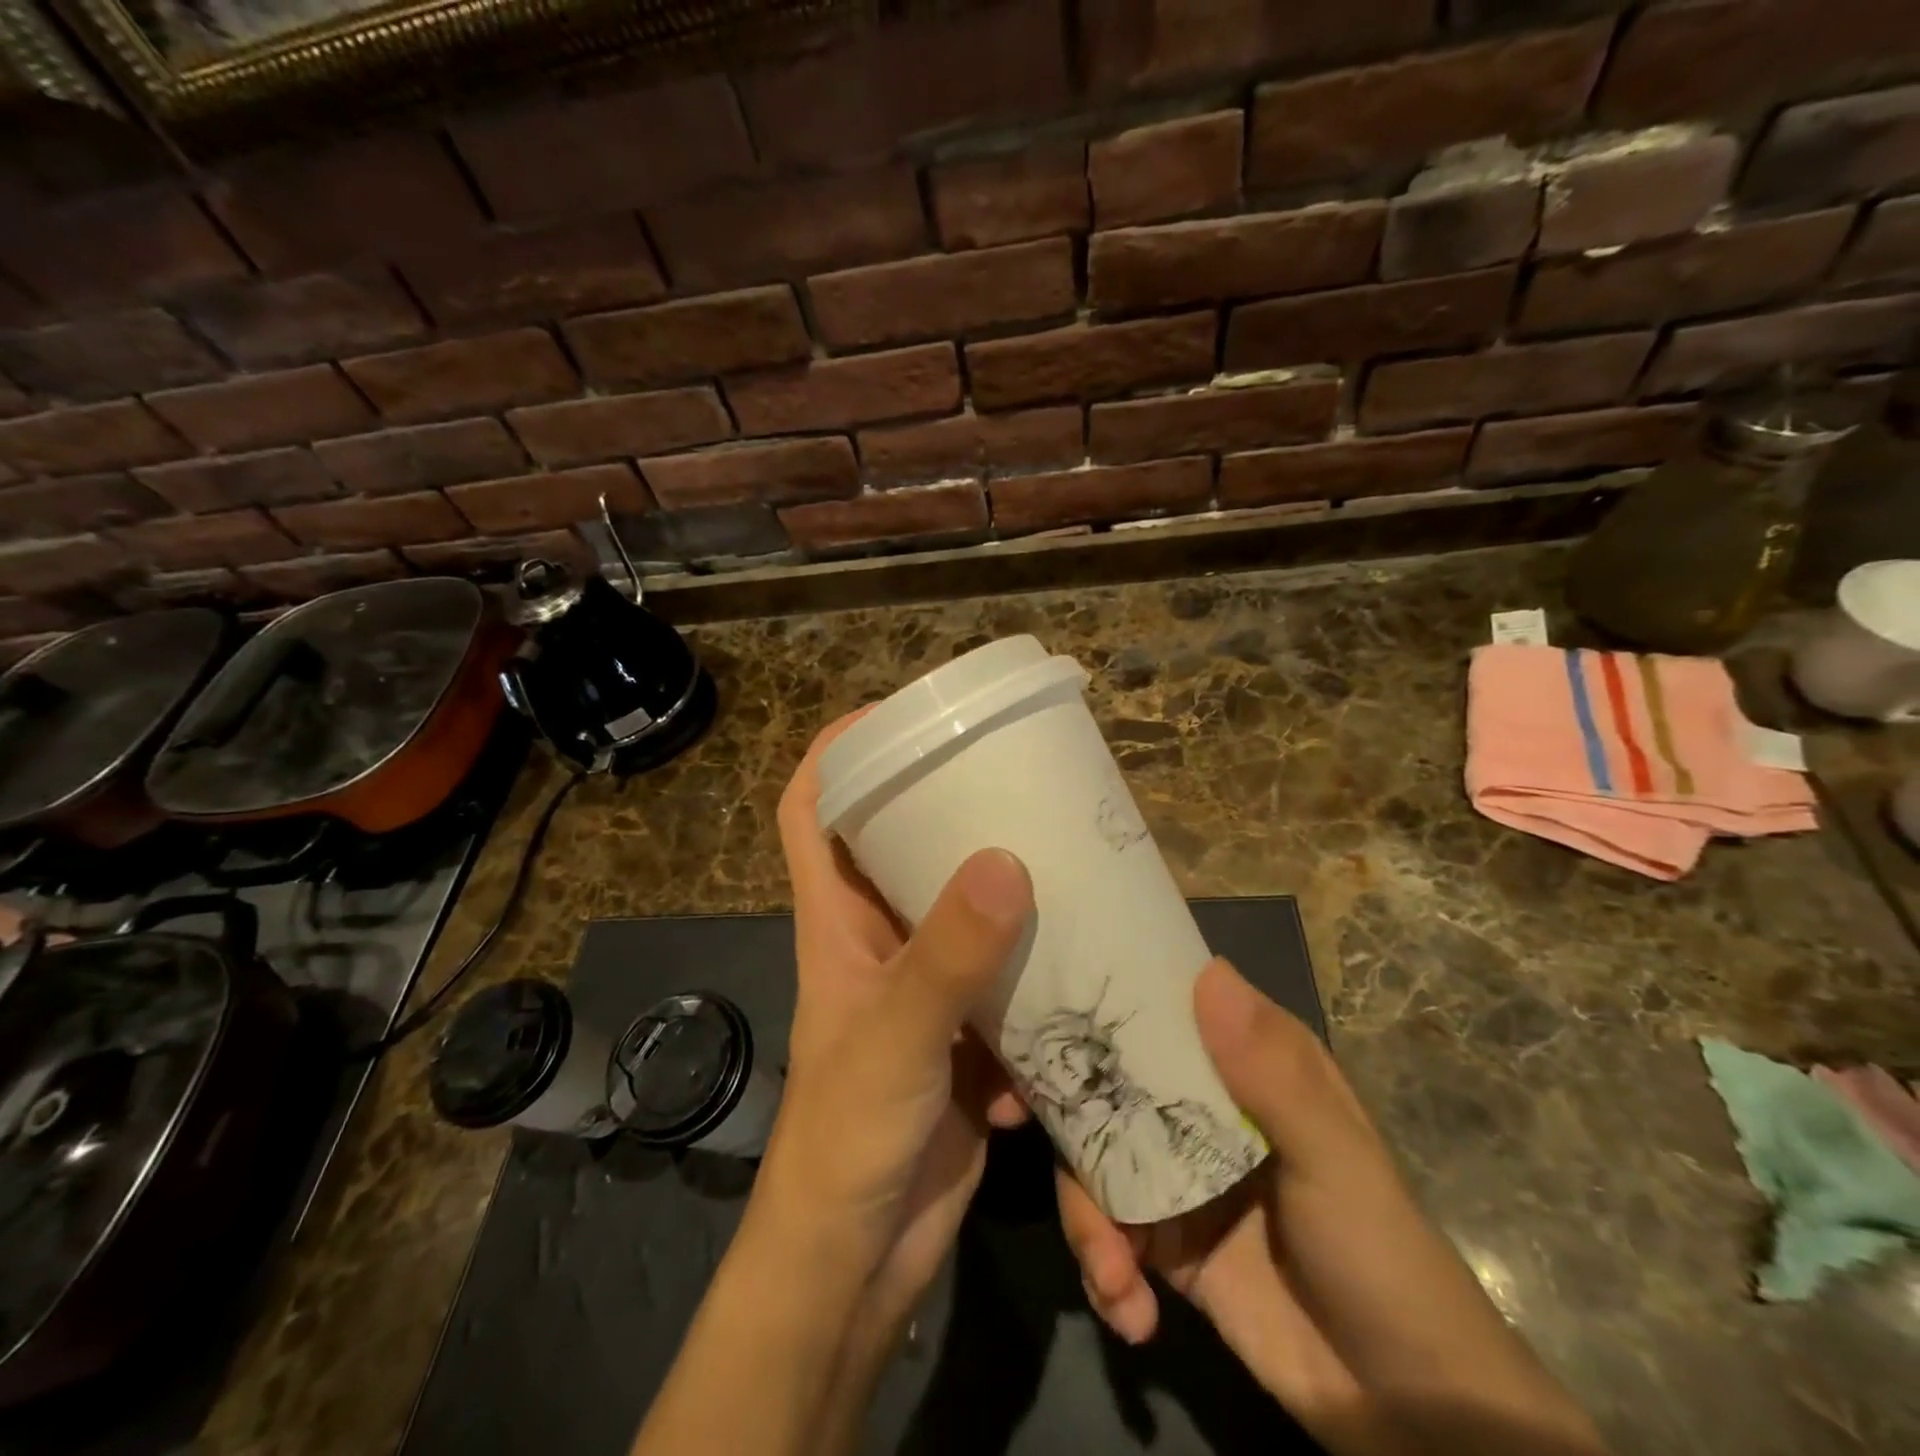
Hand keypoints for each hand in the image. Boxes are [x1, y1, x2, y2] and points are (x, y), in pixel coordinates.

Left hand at [765, 712, 1032, 1332]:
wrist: (858, 1260)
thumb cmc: (848, 1136)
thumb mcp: (896, 1035)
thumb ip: (948, 954)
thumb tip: (1009, 859)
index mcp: (836, 919)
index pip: (810, 810)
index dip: (838, 753)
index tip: (895, 715)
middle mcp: (876, 939)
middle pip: (899, 847)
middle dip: (945, 809)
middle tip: (1011, 777)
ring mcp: (922, 985)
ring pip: (961, 912)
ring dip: (1004, 893)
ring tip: (1065, 860)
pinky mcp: (962, 1032)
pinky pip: (1001, 980)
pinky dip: (1030, 976)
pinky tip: (1074, 972)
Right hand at [1057, 959, 1606, 1455]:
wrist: (1405, 1411)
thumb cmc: (1379, 1254)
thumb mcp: (1334, 1159)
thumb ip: (1272, 1073)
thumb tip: (1207, 972)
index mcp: (1240, 1062)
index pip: (1159, 1005)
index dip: (1098, 997)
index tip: (1039, 1003)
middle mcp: (1198, 1103)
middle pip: (1106, 1078)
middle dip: (1062, 1106)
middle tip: (1010, 1118)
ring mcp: (1175, 1172)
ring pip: (1093, 1157)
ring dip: (1086, 1216)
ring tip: (1111, 1275)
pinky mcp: (1161, 1241)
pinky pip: (1106, 1232)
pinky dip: (1104, 1270)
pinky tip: (1128, 1312)